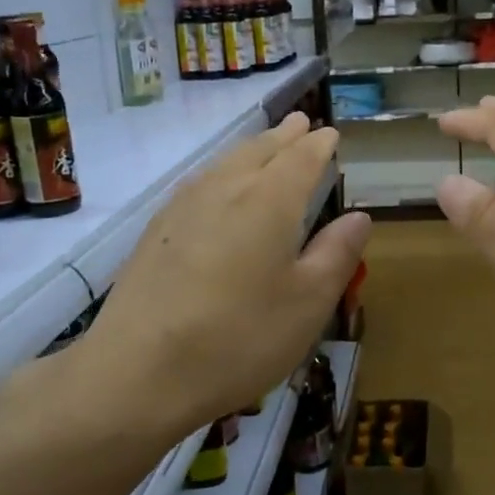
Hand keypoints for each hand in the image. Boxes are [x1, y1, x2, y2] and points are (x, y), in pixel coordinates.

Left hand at [82, 113, 370, 432]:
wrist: (137, 371)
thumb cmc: (238, 338)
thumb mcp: (308, 304)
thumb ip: (337, 254)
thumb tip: (358, 217)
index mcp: (270, 200)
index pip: (302, 158)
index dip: (320, 145)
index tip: (331, 135)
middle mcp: (226, 188)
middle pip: (260, 149)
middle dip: (285, 136)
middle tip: (302, 123)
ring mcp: (184, 205)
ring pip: (226, 161)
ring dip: (253, 148)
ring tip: (267, 145)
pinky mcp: (156, 228)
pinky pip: (201, 181)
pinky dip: (223, 170)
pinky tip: (219, 187)